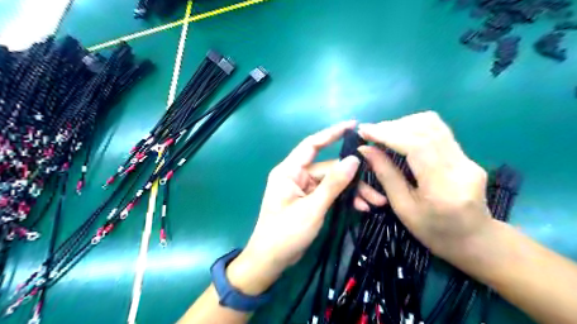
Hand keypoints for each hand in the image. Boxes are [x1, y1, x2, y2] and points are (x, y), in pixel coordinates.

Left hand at [228, 120, 383, 294]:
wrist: (271, 261)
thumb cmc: (286, 233)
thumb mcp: (312, 208)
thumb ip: (333, 184)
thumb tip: (354, 159)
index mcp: (289, 171)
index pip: (312, 145)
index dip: (332, 133)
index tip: (353, 125)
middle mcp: (296, 176)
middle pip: (329, 169)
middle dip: (352, 179)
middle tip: (376, 190)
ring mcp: (303, 189)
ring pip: (332, 183)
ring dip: (351, 191)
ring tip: (374, 203)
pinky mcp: (308, 201)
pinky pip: (329, 194)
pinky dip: (343, 199)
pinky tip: (360, 207)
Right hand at [360, 111, 492, 262]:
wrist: (475, 240)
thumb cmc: (434, 232)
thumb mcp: (403, 208)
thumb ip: (386, 175)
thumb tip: (365, 149)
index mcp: (443, 187)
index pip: (417, 145)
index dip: (388, 134)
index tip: (364, 131)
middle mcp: (460, 166)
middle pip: (426, 128)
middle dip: (393, 126)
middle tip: (370, 132)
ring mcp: (467, 158)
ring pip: (434, 124)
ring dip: (404, 124)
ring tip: (383, 133)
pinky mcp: (466, 155)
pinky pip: (437, 131)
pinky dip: (414, 128)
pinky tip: (400, 136)